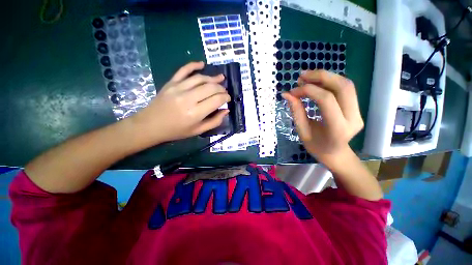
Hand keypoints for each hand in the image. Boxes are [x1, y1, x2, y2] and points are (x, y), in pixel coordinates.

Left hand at [131, 61, 229, 143]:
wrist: (150, 125)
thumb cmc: (176, 131)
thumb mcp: (198, 131)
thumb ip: (214, 121)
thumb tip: (226, 110)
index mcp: (195, 113)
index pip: (216, 100)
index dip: (225, 97)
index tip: (228, 99)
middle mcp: (188, 98)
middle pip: (210, 87)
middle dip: (221, 88)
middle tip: (225, 91)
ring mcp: (178, 88)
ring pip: (200, 78)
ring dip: (212, 78)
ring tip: (220, 78)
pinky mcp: (171, 83)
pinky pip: (183, 70)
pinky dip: (193, 65)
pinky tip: (202, 64)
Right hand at [282, 70, 363, 169]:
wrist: (336, 154)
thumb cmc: (317, 147)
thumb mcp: (302, 132)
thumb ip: (296, 112)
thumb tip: (287, 94)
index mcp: (337, 129)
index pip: (326, 100)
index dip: (308, 90)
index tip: (292, 91)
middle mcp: (353, 118)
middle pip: (342, 86)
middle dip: (321, 76)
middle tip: (301, 76)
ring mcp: (358, 112)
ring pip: (346, 85)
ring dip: (326, 76)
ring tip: (307, 76)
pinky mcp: (357, 108)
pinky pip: (345, 89)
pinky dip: (330, 82)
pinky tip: (317, 83)